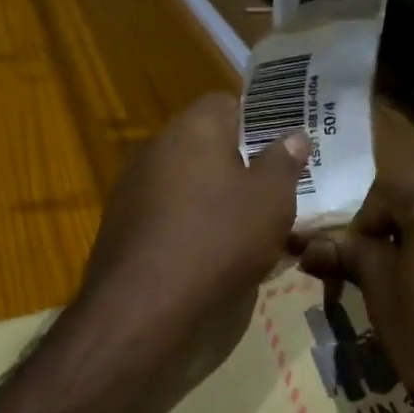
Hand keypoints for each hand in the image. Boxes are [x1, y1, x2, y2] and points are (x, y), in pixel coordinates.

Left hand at [74, 93, 310, 402]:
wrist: (145, 310)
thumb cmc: (219, 240)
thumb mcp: (271, 200)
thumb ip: (283, 162)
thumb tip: (292, 135)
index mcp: (192, 129)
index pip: (226, 102)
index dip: (258, 119)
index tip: (283, 146)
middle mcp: (155, 149)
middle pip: (205, 144)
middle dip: (239, 163)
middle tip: (274, 190)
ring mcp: (132, 189)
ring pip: (186, 182)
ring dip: (215, 198)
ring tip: (250, 229)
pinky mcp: (121, 229)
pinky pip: (168, 215)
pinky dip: (191, 227)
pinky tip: (214, 257)